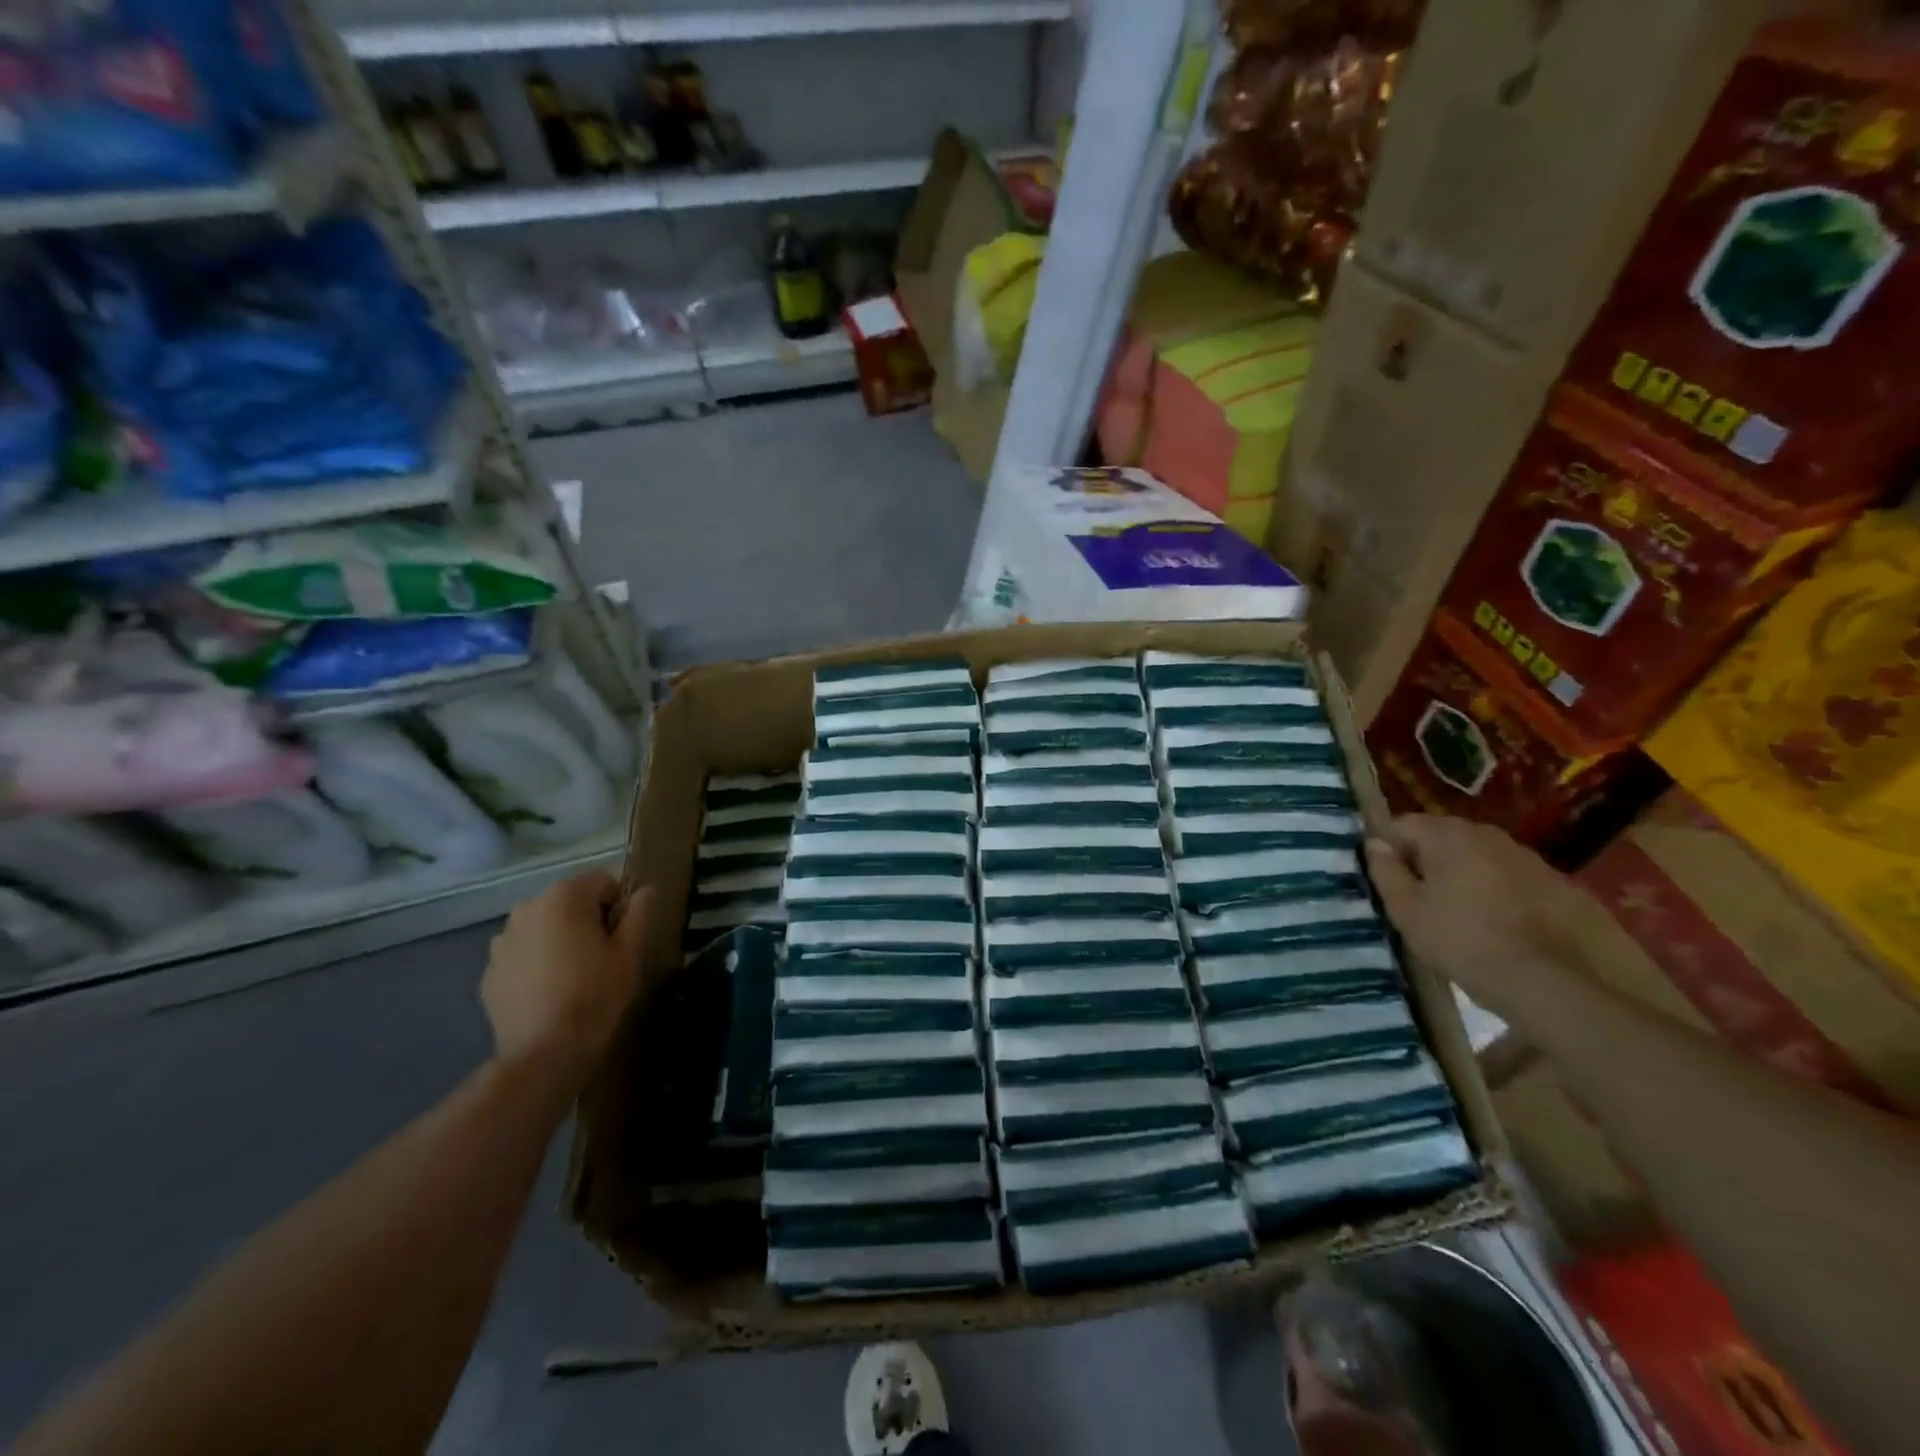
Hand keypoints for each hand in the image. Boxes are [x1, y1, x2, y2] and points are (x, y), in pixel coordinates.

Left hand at [481, 871, 651, 1088]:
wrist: (543, 1053)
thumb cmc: (595, 994)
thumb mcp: (629, 952)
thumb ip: (639, 913)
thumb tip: (645, 891)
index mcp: (564, 897)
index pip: (603, 881)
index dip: (620, 905)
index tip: (624, 936)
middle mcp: (527, 908)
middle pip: (569, 901)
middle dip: (587, 920)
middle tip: (602, 956)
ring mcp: (502, 940)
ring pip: (544, 927)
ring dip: (559, 939)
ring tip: (573, 975)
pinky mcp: (490, 971)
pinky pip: (522, 954)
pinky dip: (536, 963)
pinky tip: (549, 991)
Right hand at [1364, 815, 1591, 1017]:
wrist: (1547, 981)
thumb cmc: (1461, 940)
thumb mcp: (1405, 909)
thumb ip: (1385, 870)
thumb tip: (1375, 843)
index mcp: (1447, 835)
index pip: (1402, 825)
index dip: (1389, 850)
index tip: (1390, 882)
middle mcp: (1487, 834)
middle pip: (1443, 837)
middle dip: (1428, 860)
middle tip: (1421, 899)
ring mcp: (1526, 856)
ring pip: (1478, 856)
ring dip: (1464, 874)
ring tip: (1461, 912)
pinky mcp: (1556, 882)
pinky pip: (1510, 876)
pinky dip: (1498, 890)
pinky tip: (1498, 922)